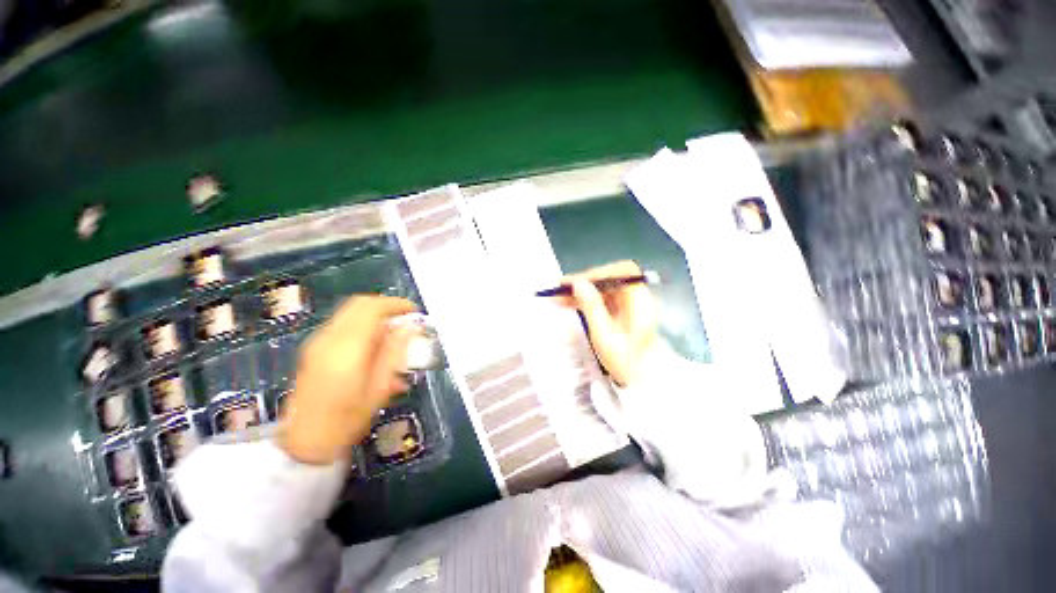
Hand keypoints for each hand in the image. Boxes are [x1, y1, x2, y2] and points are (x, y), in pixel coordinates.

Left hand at [280, 296, 417, 464]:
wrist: (304, 442)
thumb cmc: (347, 419)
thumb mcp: (379, 388)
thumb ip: (395, 352)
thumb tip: (411, 328)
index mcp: (347, 348)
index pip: (373, 308)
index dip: (397, 304)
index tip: (414, 312)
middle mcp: (329, 338)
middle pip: (359, 304)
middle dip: (386, 305)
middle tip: (405, 319)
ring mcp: (318, 342)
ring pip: (351, 312)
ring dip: (375, 315)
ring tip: (393, 333)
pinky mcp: (315, 349)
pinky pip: (344, 324)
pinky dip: (363, 324)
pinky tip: (375, 345)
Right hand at [559, 261, 658, 386]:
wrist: (640, 383)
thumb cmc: (625, 361)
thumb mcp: (604, 334)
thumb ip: (591, 306)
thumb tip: (579, 282)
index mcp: (639, 301)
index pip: (622, 272)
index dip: (599, 272)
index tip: (577, 282)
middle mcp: (636, 298)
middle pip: (609, 280)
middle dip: (584, 283)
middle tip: (559, 289)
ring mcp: (628, 306)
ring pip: (602, 290)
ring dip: (581, 292)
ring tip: (557, 298)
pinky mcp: (620, 314)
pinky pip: (601, 300)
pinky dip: (585, 301)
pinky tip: (568, 304)